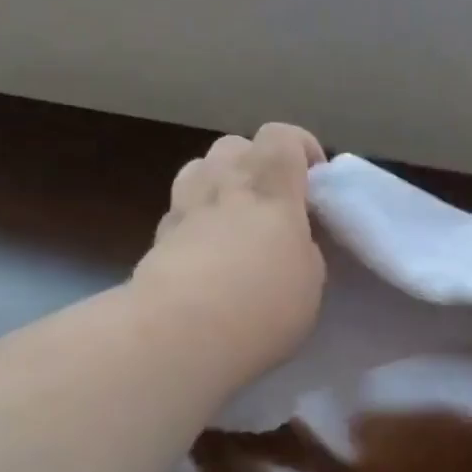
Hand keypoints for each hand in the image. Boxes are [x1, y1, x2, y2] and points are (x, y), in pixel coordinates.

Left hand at [134, 123, 326, 389]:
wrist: (180, 335)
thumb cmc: (263, 305)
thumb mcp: (311, 279)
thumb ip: (304, 247)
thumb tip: (291, 241)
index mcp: (270, 187)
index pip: (283, 136)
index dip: (301, 148)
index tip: (314, 180)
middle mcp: (223, 184)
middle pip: (234, 145)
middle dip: (256, 163)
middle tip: (272, 202)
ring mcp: (184, 209)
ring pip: (199, 170)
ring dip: (219, 183)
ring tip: (234, 220)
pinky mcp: (156, 239)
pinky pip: (180, 212)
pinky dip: (196, 221)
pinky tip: (206, 254)